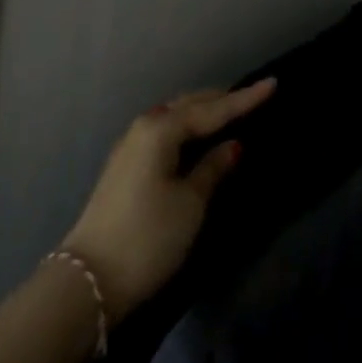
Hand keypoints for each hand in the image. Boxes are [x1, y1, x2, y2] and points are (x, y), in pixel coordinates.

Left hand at [61, 80, 275, 322]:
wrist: (89, 279)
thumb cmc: (149, 237)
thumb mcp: (190, 204)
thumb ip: (213, 168)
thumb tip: (233, 145)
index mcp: (161, 129)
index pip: (212, 110)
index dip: (244, 100)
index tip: (273, 83)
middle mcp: (143, 128)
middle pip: (188, 105)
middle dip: (220, 99)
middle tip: (252, 96)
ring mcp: (130, 146)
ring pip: (174, 117)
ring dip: (201, 112)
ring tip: (229, 111)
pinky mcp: (125, 166)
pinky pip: (164, 132)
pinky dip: (186, 128)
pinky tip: (197, 136)